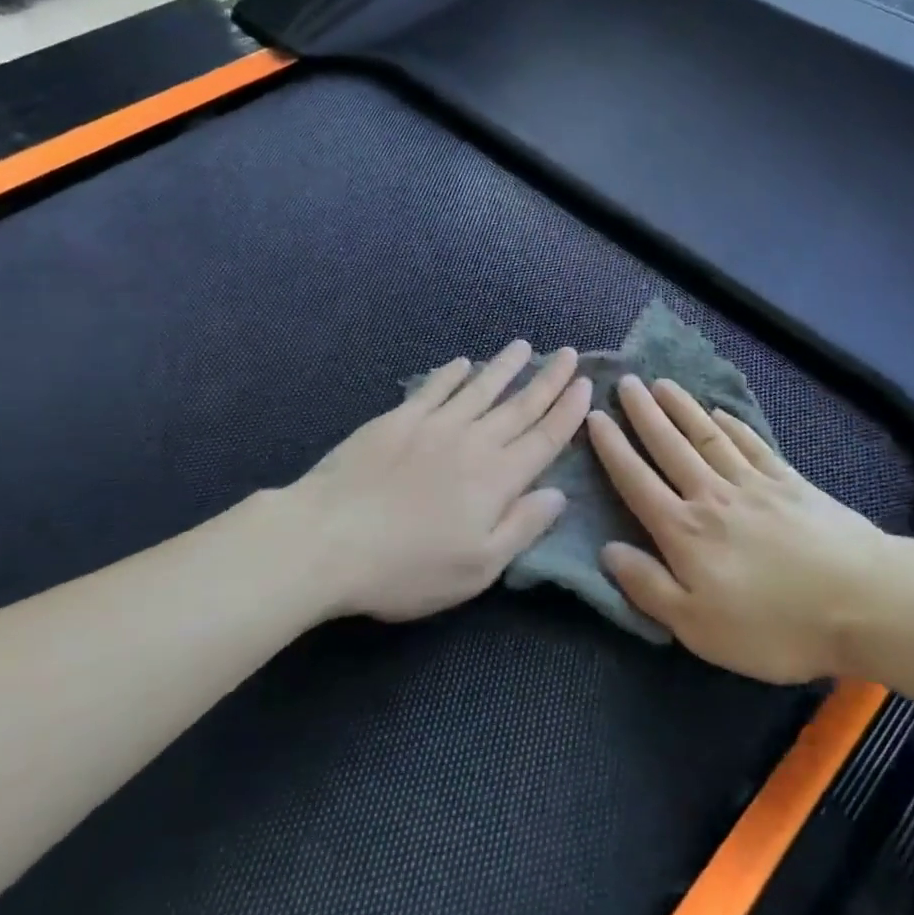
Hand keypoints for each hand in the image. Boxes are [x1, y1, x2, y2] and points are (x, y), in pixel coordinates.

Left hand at [288, 341, 591, 621]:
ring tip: (524, 346)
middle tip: (569, 353)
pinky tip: (461, 364)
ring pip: (480, 388)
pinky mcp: (397, 420)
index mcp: (498, 478)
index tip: (585, 385)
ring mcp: (433, 425)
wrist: (328, 539)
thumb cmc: (408, 567)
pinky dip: (451, 375)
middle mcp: (473, 441)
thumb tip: (558, 494)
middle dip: (549, 379)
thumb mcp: (478, 567)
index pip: (544, 438)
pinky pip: (433, 389)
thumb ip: (522, 526)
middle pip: (520, 405)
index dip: (568, 412)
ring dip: (505, 367)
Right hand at [591, 376, 893, 683]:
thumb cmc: (774, 625)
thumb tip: (607, 550)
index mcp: (684, 531)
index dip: (613, 448)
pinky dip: (733, 425)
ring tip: (662, 384)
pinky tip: (720, 412)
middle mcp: (712, 495)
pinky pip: (751, 444)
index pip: (637, 481)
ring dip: (682, 408)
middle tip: (626, 382)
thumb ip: (649, 586)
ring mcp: (754, 483)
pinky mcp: (790, 481)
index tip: (595, 416)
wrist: (864, 601)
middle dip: (643, 413)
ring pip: (707, 436)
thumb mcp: (698, 626)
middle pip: (670, 446)